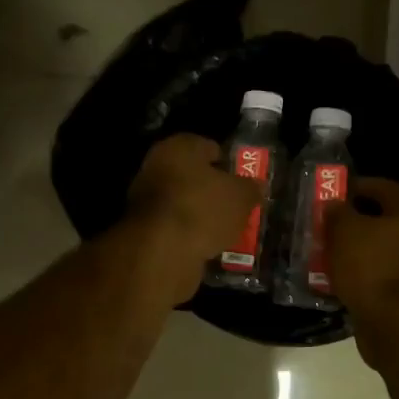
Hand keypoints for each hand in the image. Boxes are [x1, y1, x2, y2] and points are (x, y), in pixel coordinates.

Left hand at [124, 134, 261, 301]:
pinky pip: (174, 227)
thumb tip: (255, 186)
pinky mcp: (143, 229)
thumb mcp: (241, 197)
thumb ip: (251, 188)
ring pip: (183, 203)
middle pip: (193, 176)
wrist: (161, 252)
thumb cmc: (203, 209)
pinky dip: (188, 234)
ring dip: (200, 214)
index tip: (243, 181)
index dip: (229, 163)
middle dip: (213, 191)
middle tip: (236, 207)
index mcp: (178, 147)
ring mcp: (145, 199)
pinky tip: (206, 245)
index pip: (209, 147)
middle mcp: (156, 166)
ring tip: (225, 230)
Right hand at [324, 178, 398, 325]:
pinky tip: (328, 283)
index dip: (359, 186)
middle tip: (320, 226)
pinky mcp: (398, 299)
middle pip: (378, 224)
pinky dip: (351, 280)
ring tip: (318, 255)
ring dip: (347, 255)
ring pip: (372, 255)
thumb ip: (337, 213)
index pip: (384, 188)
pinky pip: (370, 282)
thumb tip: (334, 205)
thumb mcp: (346, 231)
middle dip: (348, 224)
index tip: (333, 191)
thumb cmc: (374, 267)